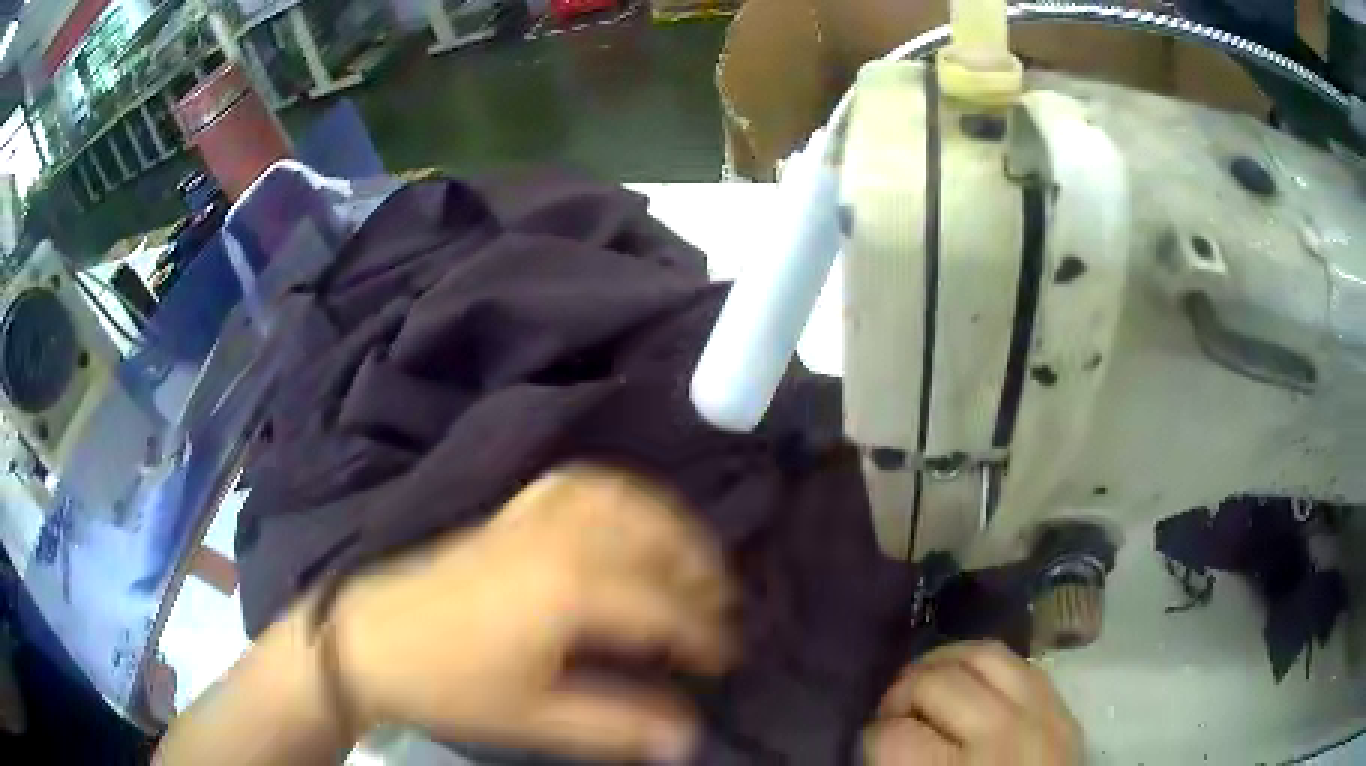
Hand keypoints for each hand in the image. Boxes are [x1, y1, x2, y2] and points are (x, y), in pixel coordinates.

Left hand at [331, 465, 735, 761]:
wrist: (370, 640)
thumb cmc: (451, 686)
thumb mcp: (536, 718)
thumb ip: (618, 725)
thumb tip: (688, 737)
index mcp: (571, 591)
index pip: (664, 607)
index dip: (706, 634)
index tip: (728, 658)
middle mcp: (562, 539)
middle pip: (655, 542)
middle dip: (701, 575)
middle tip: (721, 612)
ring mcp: (533, 518)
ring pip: (624, 501)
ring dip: (669, 526)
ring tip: (689, 562)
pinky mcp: (511, 513)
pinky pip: (579, 485)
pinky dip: (618, 495)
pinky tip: (626, 518)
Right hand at [863, 642, 1081, 764]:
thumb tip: (880, 735)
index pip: (892, 734)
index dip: (871, 738)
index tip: (874, 748)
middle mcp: (1000, 737)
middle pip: (934, 683)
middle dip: (901, 695)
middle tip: (896, 716)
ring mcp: (1039, 716)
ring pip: (980, 654)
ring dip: (942, 666)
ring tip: (930, 688)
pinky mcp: (1062, 708)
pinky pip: (1018, 663)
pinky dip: (985, 668)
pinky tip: (972, 686)